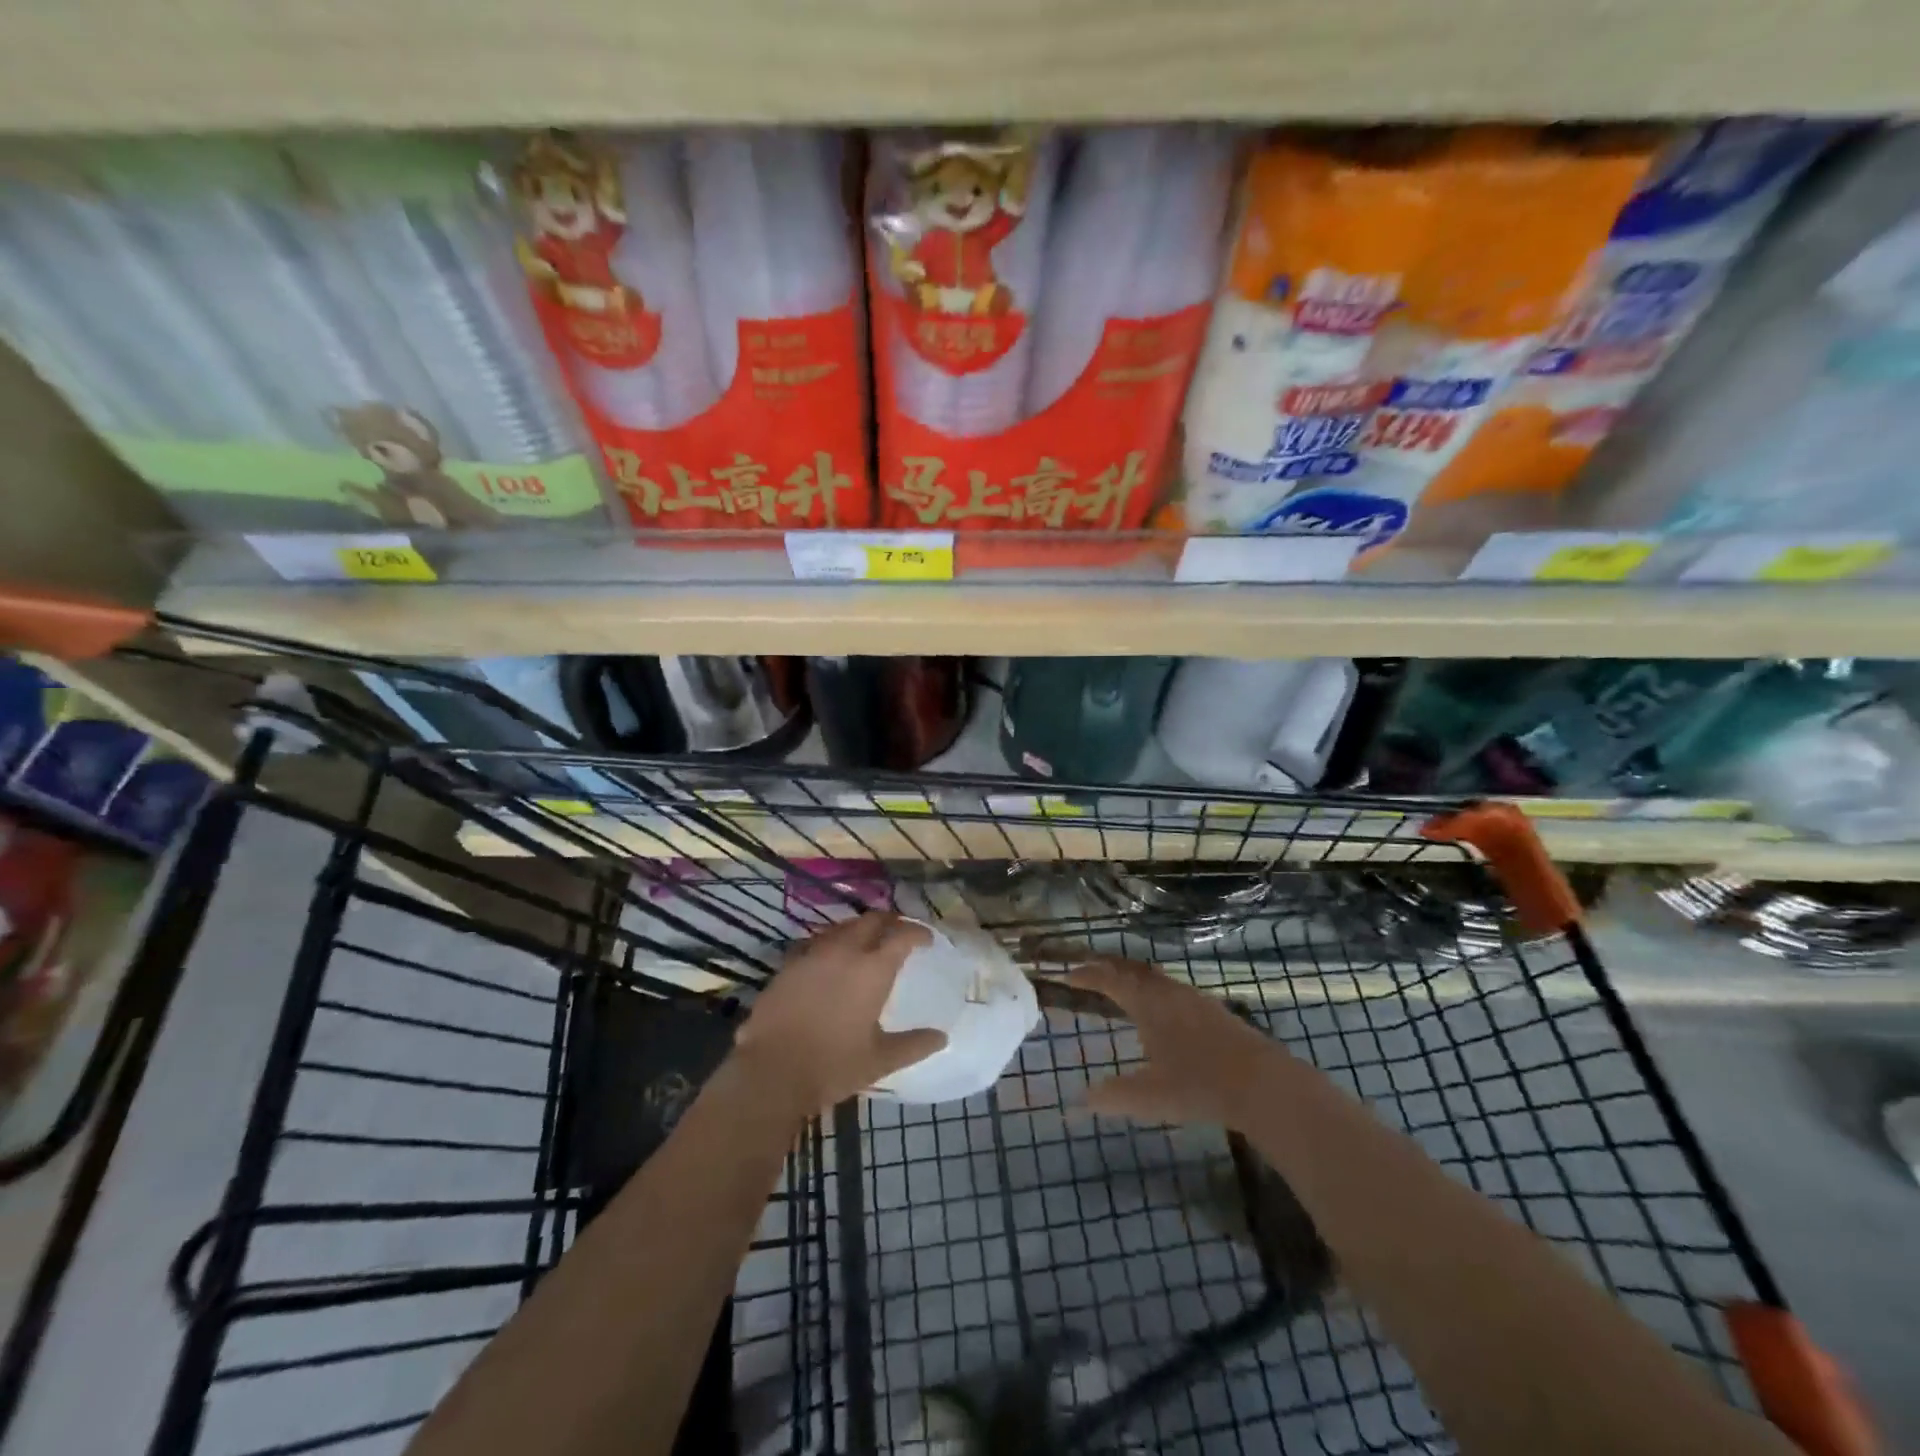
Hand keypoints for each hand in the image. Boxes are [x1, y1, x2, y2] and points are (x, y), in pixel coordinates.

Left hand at [732, 913, 946, 1113]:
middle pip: (872, 920)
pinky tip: (832, 959)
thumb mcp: (880, 1060)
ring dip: (861, 928)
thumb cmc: (833, 1065)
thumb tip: (942, 1037)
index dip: (918, 932)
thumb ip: (913, 1045)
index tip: (927, 939)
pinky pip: (818, 942)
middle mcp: (844, 952)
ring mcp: (813, 955)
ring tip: (869, 942)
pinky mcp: (789, 965)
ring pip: (843, 926)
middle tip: (900, 932)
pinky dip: (833, 943)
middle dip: (890, 921)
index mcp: (872, 969)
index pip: (902, 935)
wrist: (771, 1072)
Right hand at [1067, 959, 1281, 1128]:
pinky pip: (1172, 988)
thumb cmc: (1198, 1086)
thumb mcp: (1148, 1096)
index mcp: (1147, 1003)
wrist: (1262, 1083)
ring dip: (1134, 978)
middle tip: (1091, 973)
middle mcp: (1168, 992)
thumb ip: (1112, 1096)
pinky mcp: (1214, 1011)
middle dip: (1109, 968)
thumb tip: (1079, 1101)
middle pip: (1133, 969)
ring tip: (1123, 989)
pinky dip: (1155, 990)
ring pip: (1156, 977)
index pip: (1110, 979)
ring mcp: (1194, 999)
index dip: (1088, 975)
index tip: (1069, 976)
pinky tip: (1162, 1012)